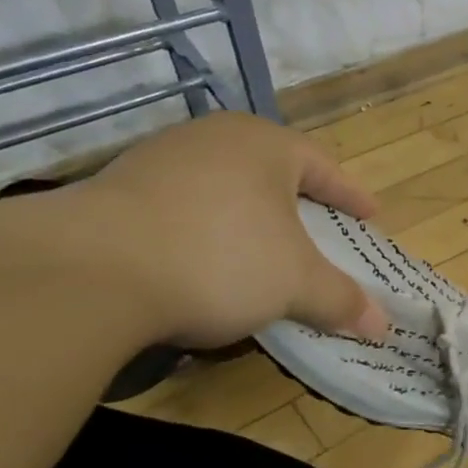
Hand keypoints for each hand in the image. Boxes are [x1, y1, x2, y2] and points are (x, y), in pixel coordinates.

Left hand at [58, 111, 388, 348]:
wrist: (85, 273)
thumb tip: (382, 328)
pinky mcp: (113, 191)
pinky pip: (182, 207)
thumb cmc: (220, 259)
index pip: (323, 166)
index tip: (369, 216)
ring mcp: (157, 161)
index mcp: (265, 145)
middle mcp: (212, 139)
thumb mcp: (296, 285)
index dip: (350, 195)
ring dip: (249, 218)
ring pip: (224, 187)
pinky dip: (206, 231)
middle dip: (299, 202)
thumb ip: (341, 300)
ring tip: (262, 250)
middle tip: (320, 229)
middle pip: (272, 171)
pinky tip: (204, 262)